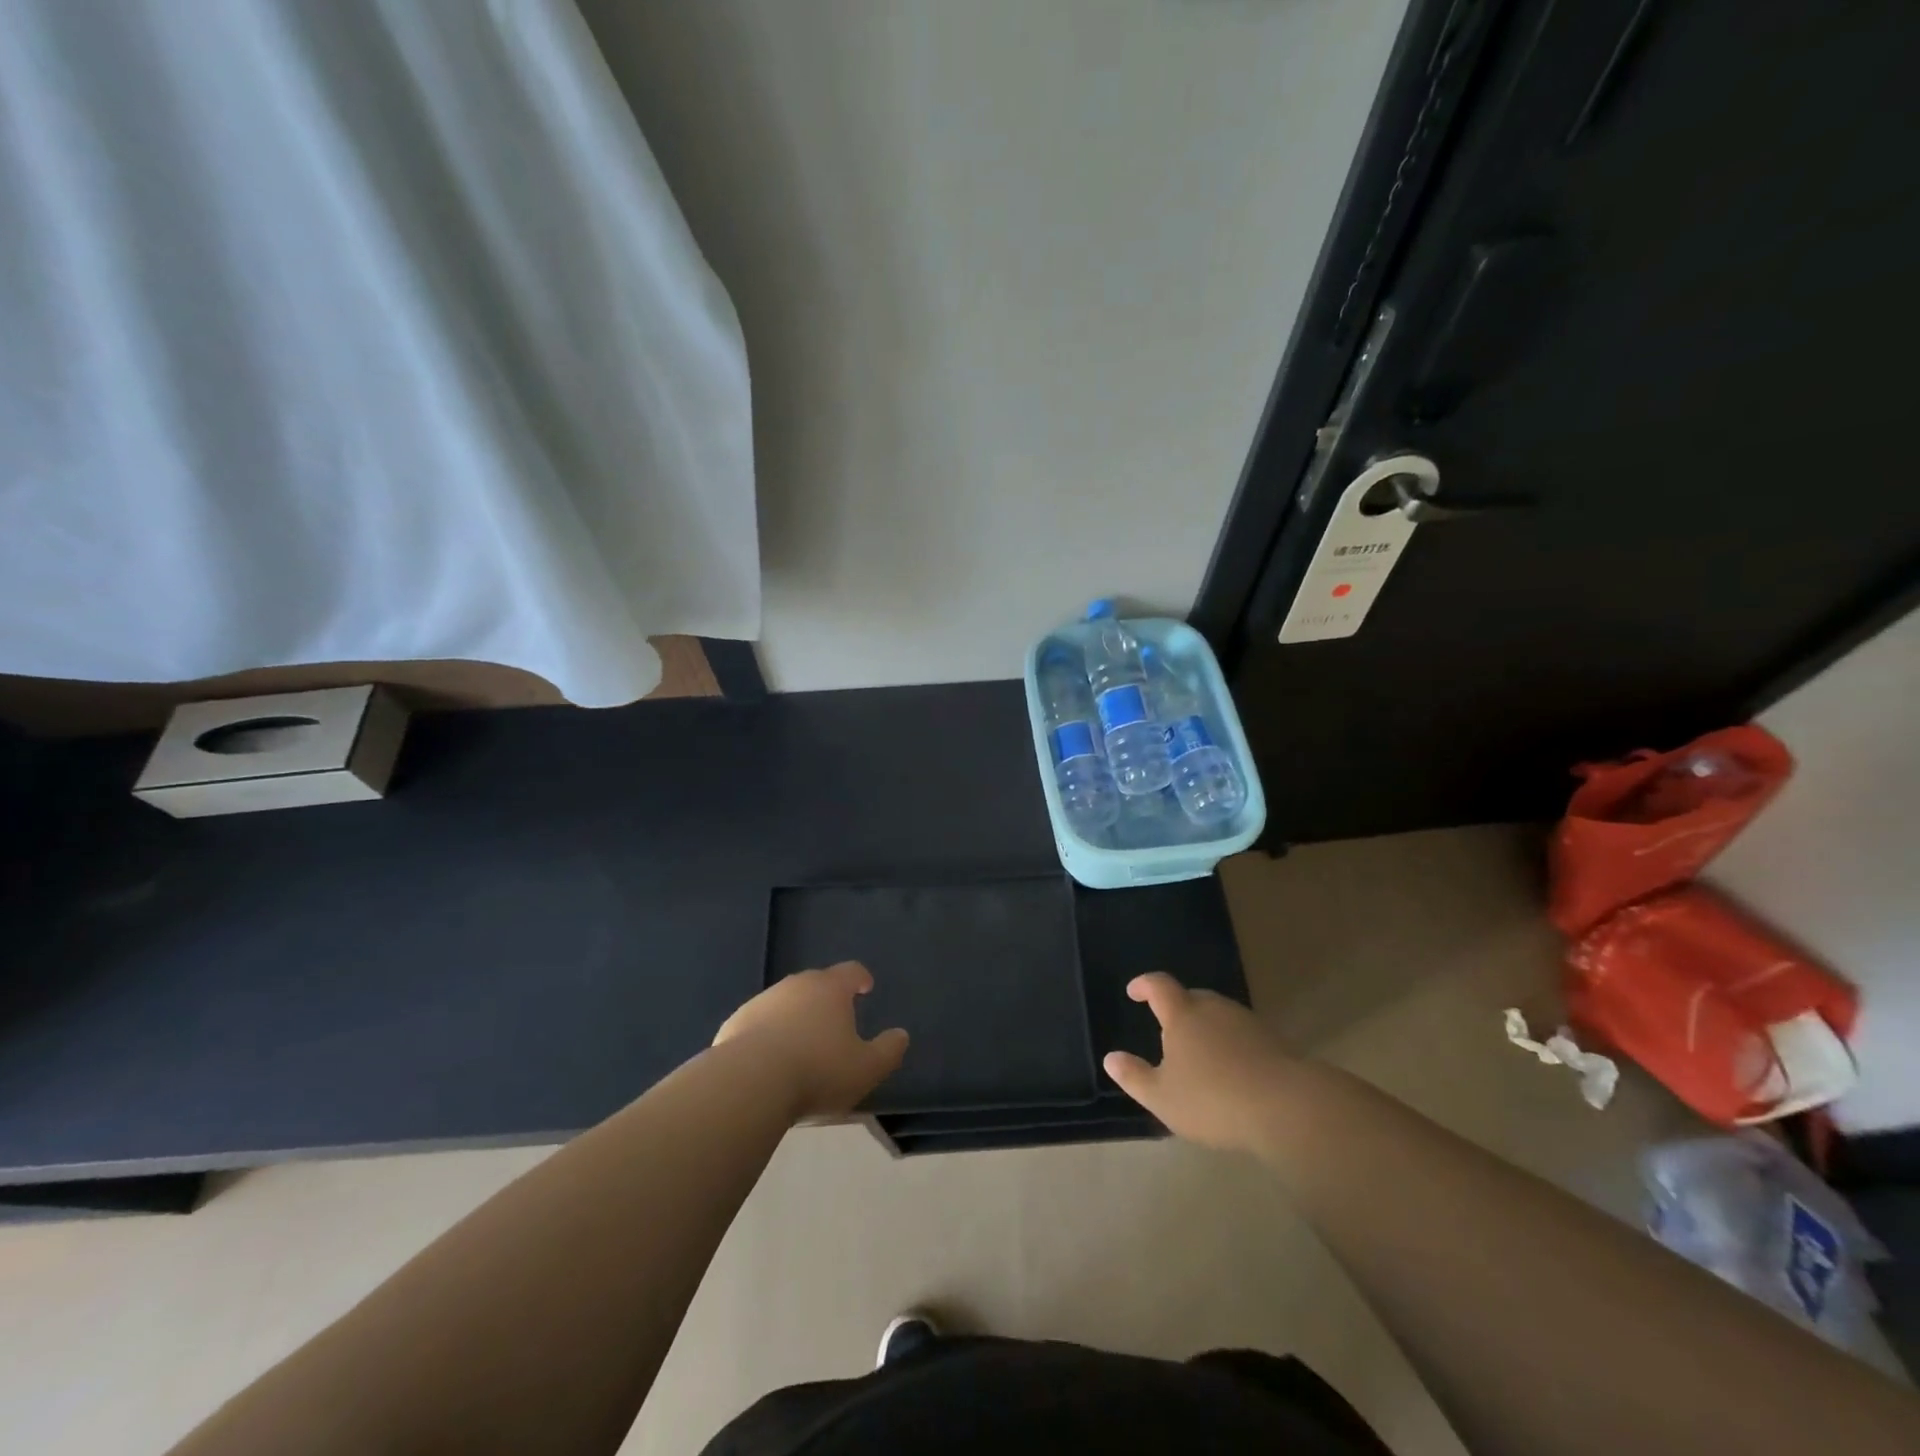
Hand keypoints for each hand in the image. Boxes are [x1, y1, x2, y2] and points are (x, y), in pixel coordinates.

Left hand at [714, 962, 908, 1121]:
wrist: (749, 1082)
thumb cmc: (817, 1070)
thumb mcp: (866, 1068)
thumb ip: (889, 1050)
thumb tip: (901, 1035)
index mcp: (830, 988)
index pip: (850, 971)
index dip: (860, 978)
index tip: (865, 987)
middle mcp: (796, 985)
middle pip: (816, 983)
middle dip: (826, 997)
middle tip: (834, 1020)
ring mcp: (762, 1001)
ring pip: (785, 1002)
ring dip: (795, 1016)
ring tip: (801, 1043)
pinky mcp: (735, 1023)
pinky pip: (758, 1023)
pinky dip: (767, 1034)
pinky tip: (768, 1059)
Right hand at [1103, 973, 1292, 1153]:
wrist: (1287, 1107)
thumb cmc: (1212, 1099)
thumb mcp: (1162, 1097)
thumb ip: (1134, 1077)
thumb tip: (1110, 1059)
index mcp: (1183, 1014)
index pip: (1159, 986)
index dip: (1144, 985)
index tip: (1134, 991)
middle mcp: (1214, 1008)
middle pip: (1192, 997)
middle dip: (1178, 1007)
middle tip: (1168, 1027)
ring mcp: (1247, 1022)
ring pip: (1219, 1015)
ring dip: (1206, 1026)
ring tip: (1199, 1052)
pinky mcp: (1274, 1041)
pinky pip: (1242, 1034)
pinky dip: (1231, 1043)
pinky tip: (1232, 1069)